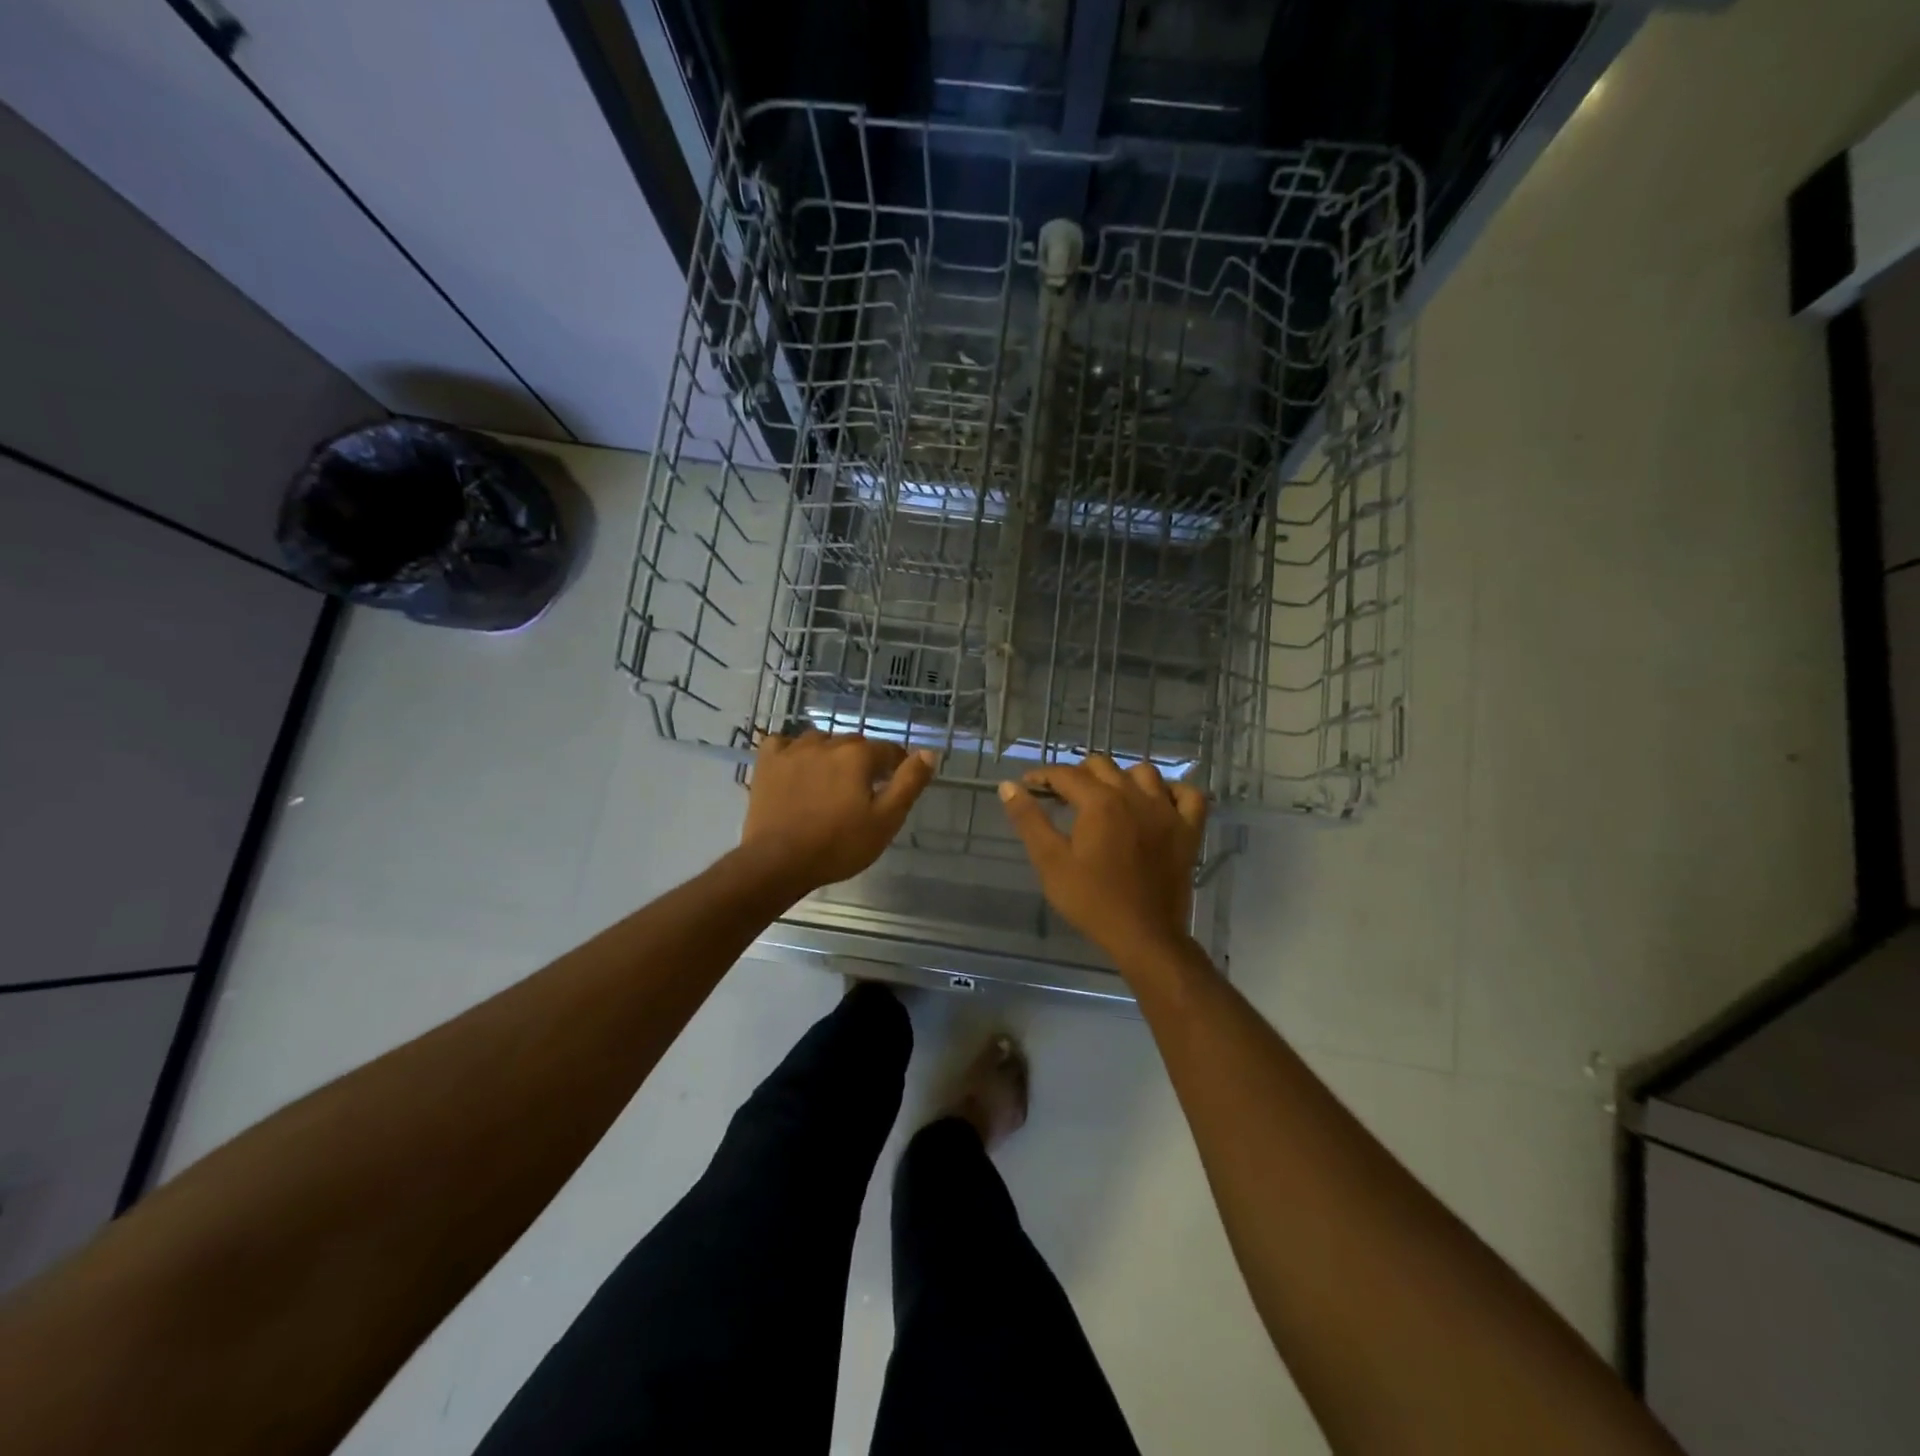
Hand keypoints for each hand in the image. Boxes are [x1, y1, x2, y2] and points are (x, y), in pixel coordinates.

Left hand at [739, 731, 936, 894]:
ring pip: (821, 741)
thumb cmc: (838, 845)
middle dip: (864, 762)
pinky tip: (796, 768)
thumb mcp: (886, 820)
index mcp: (858, 755)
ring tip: (830, 782)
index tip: (894, 786)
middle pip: (855, 745)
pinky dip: (793, 751)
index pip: (888, 751)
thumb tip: (929, 752)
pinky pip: (784, 744)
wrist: (778, 861)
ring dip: (830, 755)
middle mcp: (827, 743)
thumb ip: (909, 783)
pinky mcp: (768, 763)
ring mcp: (793, 750)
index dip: (896, 767)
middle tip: (862, 793)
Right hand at [998, 755, 1207, 964]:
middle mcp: (1135, 796)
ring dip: (1122, 777)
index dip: (1043, 776)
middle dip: (1078, 774)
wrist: (1144, 936)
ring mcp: (1167, 811)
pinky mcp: (1189, 830)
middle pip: (1102, 766)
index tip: (1029, 786)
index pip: (1066, 774)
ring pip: (1144, 772)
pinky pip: (1188, 795)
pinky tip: (1158, 802)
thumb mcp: (1051, 862)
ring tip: (1108, 797)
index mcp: (1099, 802)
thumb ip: (1029, 820)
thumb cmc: (1092, 901)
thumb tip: (1009, 786)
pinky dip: (1173, 791)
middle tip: (1064, 797)